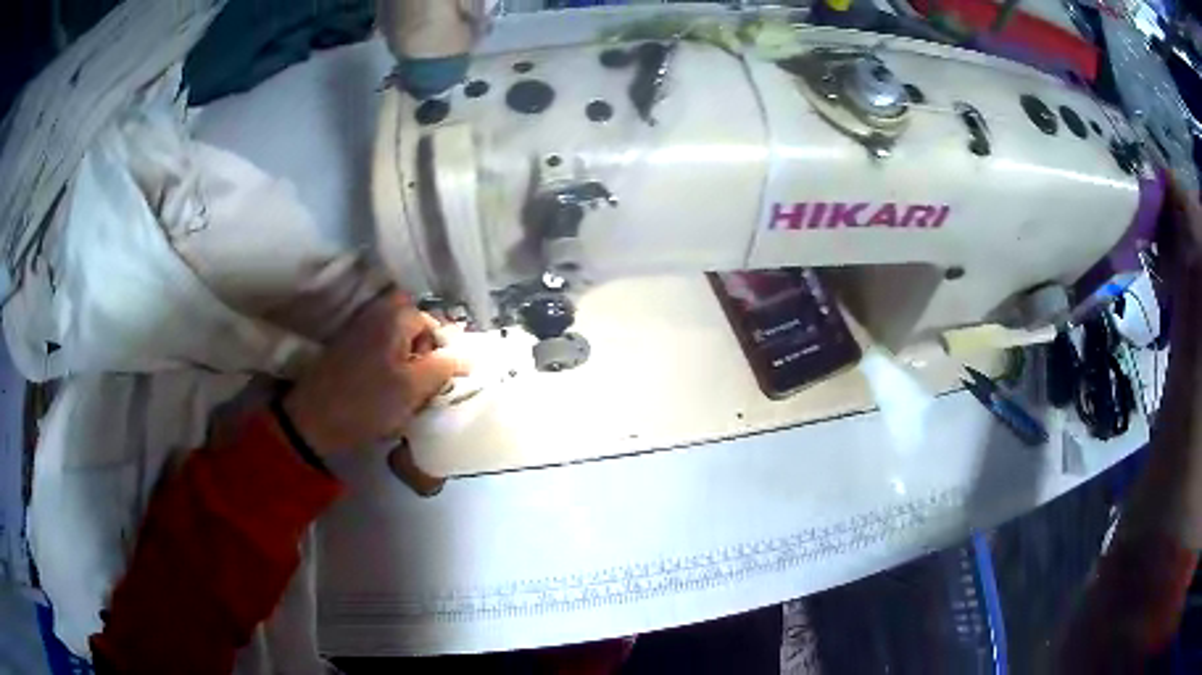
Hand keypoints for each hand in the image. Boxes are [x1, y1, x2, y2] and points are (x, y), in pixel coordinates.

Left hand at [283, 292, 467, 454]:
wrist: (313, 420)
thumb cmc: (367, 402)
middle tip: (421, 384)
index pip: (435, 325)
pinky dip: (389, 368)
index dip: (442, 354)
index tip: (437, 383)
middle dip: (423, 355)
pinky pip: (380, 350)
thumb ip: (445, 366)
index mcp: (395, 316)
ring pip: (398, 341)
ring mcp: (359, 329)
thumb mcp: (413, 387)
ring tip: (404, 394)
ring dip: (406, 364)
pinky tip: (384, 395)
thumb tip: (470, 355)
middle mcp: (377, 313)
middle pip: (415, 328)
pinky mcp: (347, 347)